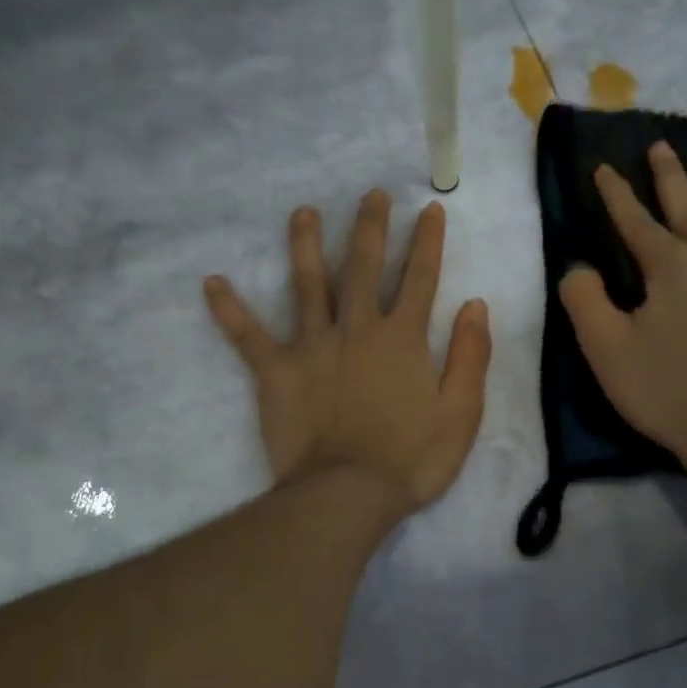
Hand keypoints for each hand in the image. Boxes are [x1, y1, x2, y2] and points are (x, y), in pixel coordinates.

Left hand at [205, 191, 492, 520]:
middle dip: (370, 228)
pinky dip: (229, 310)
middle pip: (363, 267)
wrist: (347, 493)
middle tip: (371, 194)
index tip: (430, 209)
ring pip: (308, 285)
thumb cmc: (411, 458)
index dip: (427, 242)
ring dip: (306, 245)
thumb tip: (475, 305)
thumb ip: (470, 356)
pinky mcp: (277, 371)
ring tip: (303, 212)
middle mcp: (357, 329)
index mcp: (402, 338)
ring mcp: (313, 346)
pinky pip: (248, 335)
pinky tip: (211, 282)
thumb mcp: (461, 413)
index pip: (420, 278)